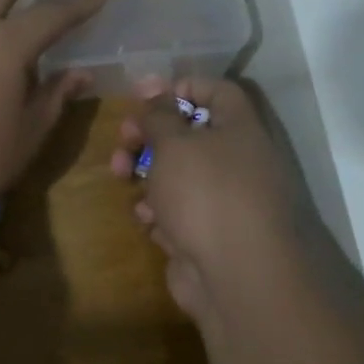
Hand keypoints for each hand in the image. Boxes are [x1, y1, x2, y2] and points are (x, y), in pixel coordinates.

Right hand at [110, 78, 303, 333]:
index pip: (217, 90)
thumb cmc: (206, 194)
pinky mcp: (207, 234)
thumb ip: (158, 114)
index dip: (181, 87)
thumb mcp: (174, 143)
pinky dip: (159, 212)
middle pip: (188, 134)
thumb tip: (153, 88)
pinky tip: (148, 220)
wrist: (236, 276)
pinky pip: (177, 211)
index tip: (145, 96)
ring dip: (146, 174)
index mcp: (240, 128)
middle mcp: (237, 160)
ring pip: (177, 175)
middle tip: (123, 141)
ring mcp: (224, 201)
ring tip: (122, 178)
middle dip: (149, 135)